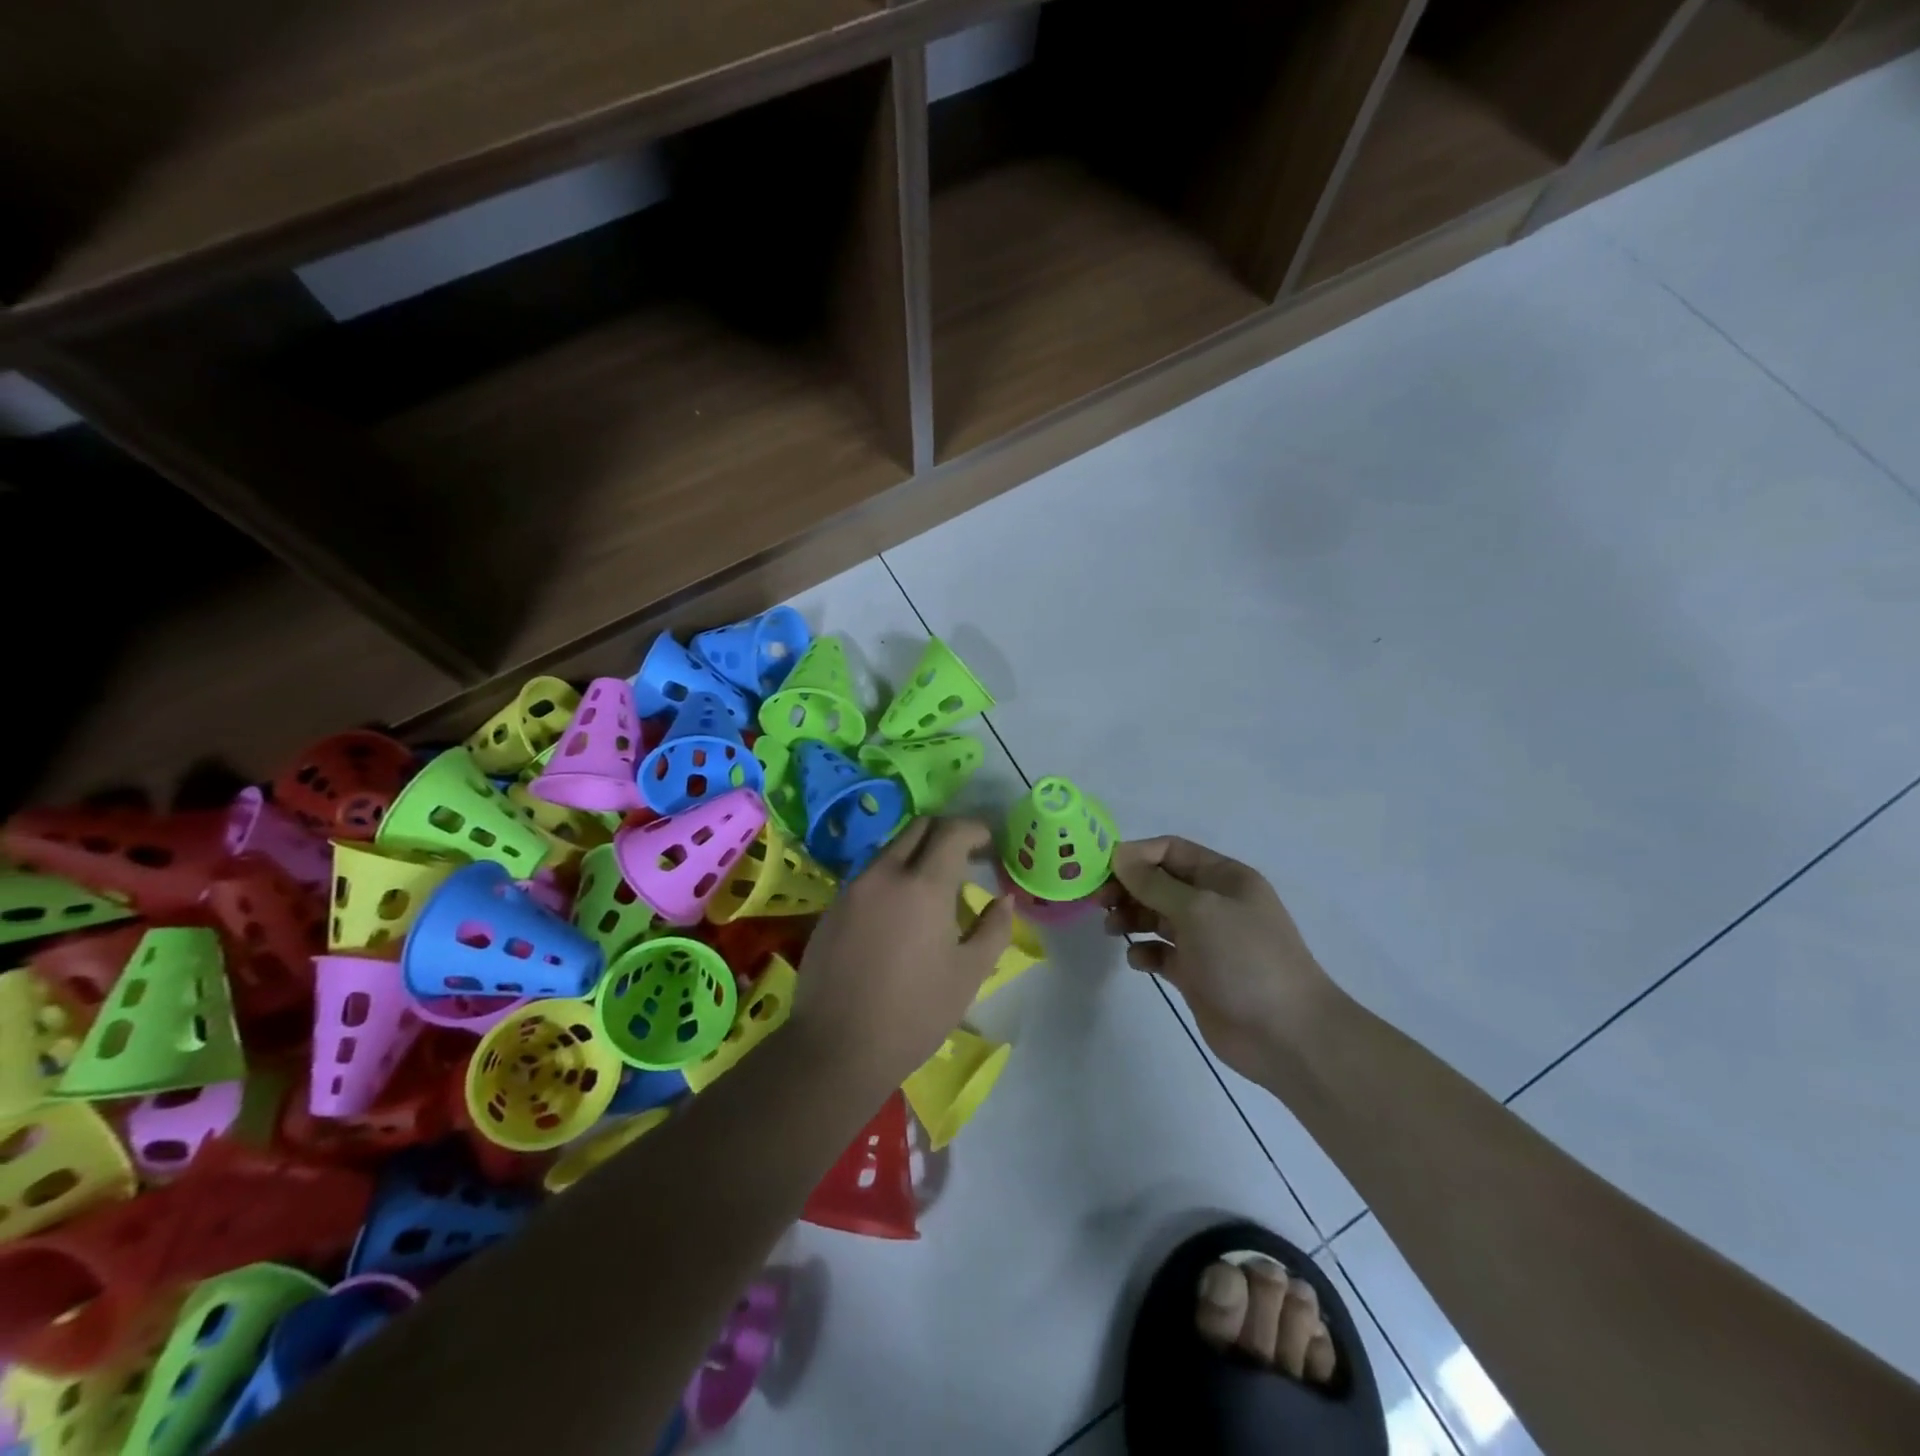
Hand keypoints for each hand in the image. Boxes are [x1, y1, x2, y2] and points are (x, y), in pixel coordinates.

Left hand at [794, 817, 1013, 1084]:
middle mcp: (885, 873)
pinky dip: (892, 876)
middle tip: (967, 857)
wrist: (836, 1048)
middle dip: (946, 832)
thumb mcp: (968, 975)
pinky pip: (869, 875)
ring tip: (934, 886)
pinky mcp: (832, 908)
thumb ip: (994, 929)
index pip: (952, 831)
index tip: (990, 844)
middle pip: (918, 828)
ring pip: (890, 849)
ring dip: (917, 853)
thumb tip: (1004, 900)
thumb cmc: (914, 1014)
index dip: (976, 829)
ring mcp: (853, 888)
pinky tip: (899, 912)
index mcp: (923, 885)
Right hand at [1102, 836, 1340, 1080]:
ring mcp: (1205, 939)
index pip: (1171, 850)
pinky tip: (1140, 961)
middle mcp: (1213, 903)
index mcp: (1223, 877)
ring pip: (1157, 916)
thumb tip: (1120, 855)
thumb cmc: (1245, 959)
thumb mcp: (1198, 910)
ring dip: (1132, 917)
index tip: (1103, 870)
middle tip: (1101, 903)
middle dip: (1128, 887)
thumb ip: (1155, 883)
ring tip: (1113, 930)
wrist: (1286, 1035)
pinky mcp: (1196, 973)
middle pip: (1160, 882)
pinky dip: (1146, 952)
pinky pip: (1161, 952)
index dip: (1136, 855)